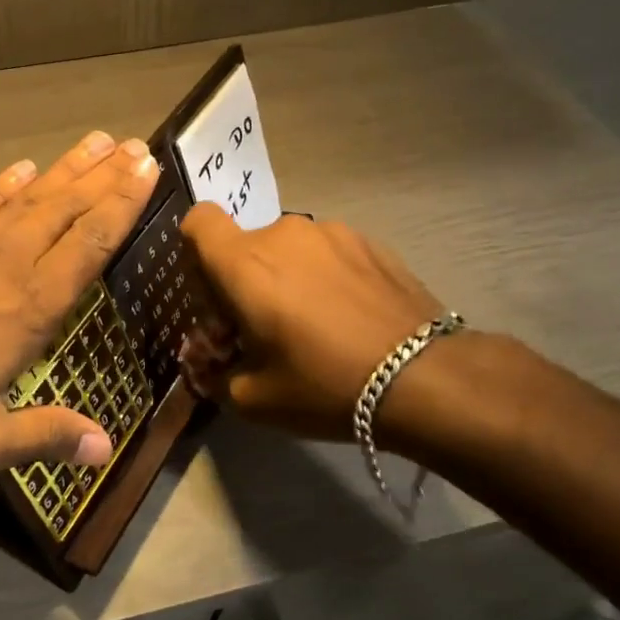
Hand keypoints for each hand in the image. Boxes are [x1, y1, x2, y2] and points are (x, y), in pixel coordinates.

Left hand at [0, 131, 159, 477]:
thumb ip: (43, 438)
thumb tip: (105, 449)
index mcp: (30, 307)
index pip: (90, 246)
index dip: (123, 208)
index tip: (148, 172)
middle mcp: (8, 260)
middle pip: (68, 209)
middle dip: (107, 177)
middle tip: (138, 146)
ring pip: (30, 195)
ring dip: (67, 168)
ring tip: (97, 141)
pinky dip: (6, 182)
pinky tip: (21, 168)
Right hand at [178, 205, 451, 440]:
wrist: (424, 379)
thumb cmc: (323, 385)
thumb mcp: (251, 398)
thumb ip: (213, 373)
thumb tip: (205, 360)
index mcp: (245, 264)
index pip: (198, 221)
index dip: (196, 251)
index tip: (213, 292)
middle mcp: (284, 234)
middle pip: (244, 245)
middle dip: (243, 281)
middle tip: (264, 329)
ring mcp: (332, 233)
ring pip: (288, 249)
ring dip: (286, 278)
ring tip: (314, 325)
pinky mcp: (370, 242)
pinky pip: (327, 253)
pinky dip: (324, 277)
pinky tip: (348, 318)